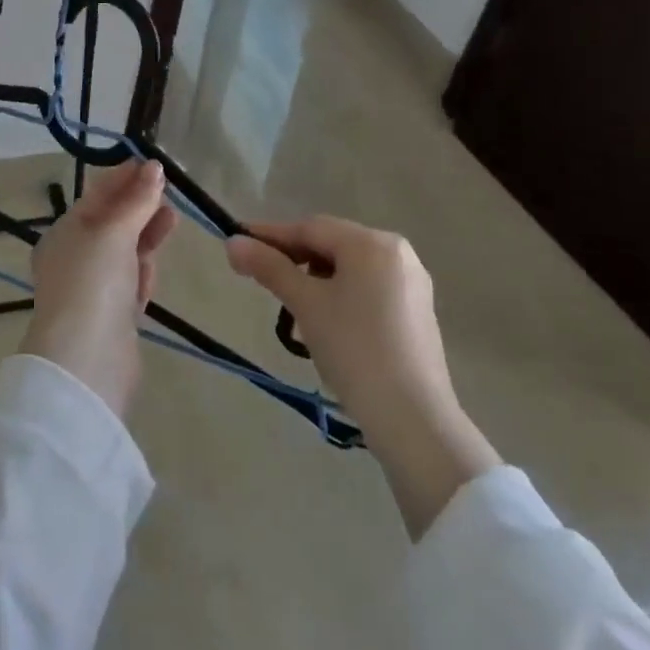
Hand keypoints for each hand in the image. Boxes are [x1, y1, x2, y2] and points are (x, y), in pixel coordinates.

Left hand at [20, 161, 177, 417]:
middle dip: (139, 205)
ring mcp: (94, 288)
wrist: (87, 362)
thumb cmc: (94, 283)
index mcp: (64, 233)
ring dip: (146, 235)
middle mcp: (75, 258)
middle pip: (112, 223)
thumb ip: (137, 201)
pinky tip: (154, 265)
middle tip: (168, 188)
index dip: (124, 178)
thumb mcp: (114, 233)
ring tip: (173, 218)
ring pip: (124, 252)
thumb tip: (155, 168)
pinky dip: (142, 271)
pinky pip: (130, 282)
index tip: (154, 164)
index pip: (96, 196)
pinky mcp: (113, 316)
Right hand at [227, 215, 499, 538]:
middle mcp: (397, 253)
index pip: (310, 229)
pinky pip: (368, 289)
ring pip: (349, 269)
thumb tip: (232, 242)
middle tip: (262, 279)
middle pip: (331, 245)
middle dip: (294, 260)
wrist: (414, 420)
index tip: (238, 243)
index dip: (271, 236)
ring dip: (316, 281)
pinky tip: (326, 324)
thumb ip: (269, 267)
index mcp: (372, 243)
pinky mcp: (417, 313)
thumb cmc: (355, 349)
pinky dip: (341, 297)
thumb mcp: (305, 304)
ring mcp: (411, 283)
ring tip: (293, 309)